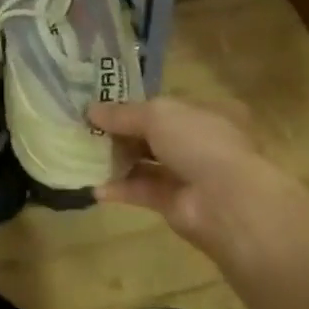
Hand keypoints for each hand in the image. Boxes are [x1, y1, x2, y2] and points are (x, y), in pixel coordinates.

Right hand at [92, 96, 308, 271]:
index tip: (101, 106)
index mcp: (206, 112)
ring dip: (118, 160)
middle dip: (121, 133)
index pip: (167, 106)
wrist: (226, 201)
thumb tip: (90, 110)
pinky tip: (94, 187)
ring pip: (147, 163)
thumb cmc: (199, 142)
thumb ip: (123, 114)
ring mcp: (190, 174)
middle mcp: (200, 141)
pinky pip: (144, 192)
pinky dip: (121, 189)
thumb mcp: (158, 115)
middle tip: (85, 130)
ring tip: (83, 155)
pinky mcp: (176, 204)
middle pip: (154, 135)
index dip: (135, 105)